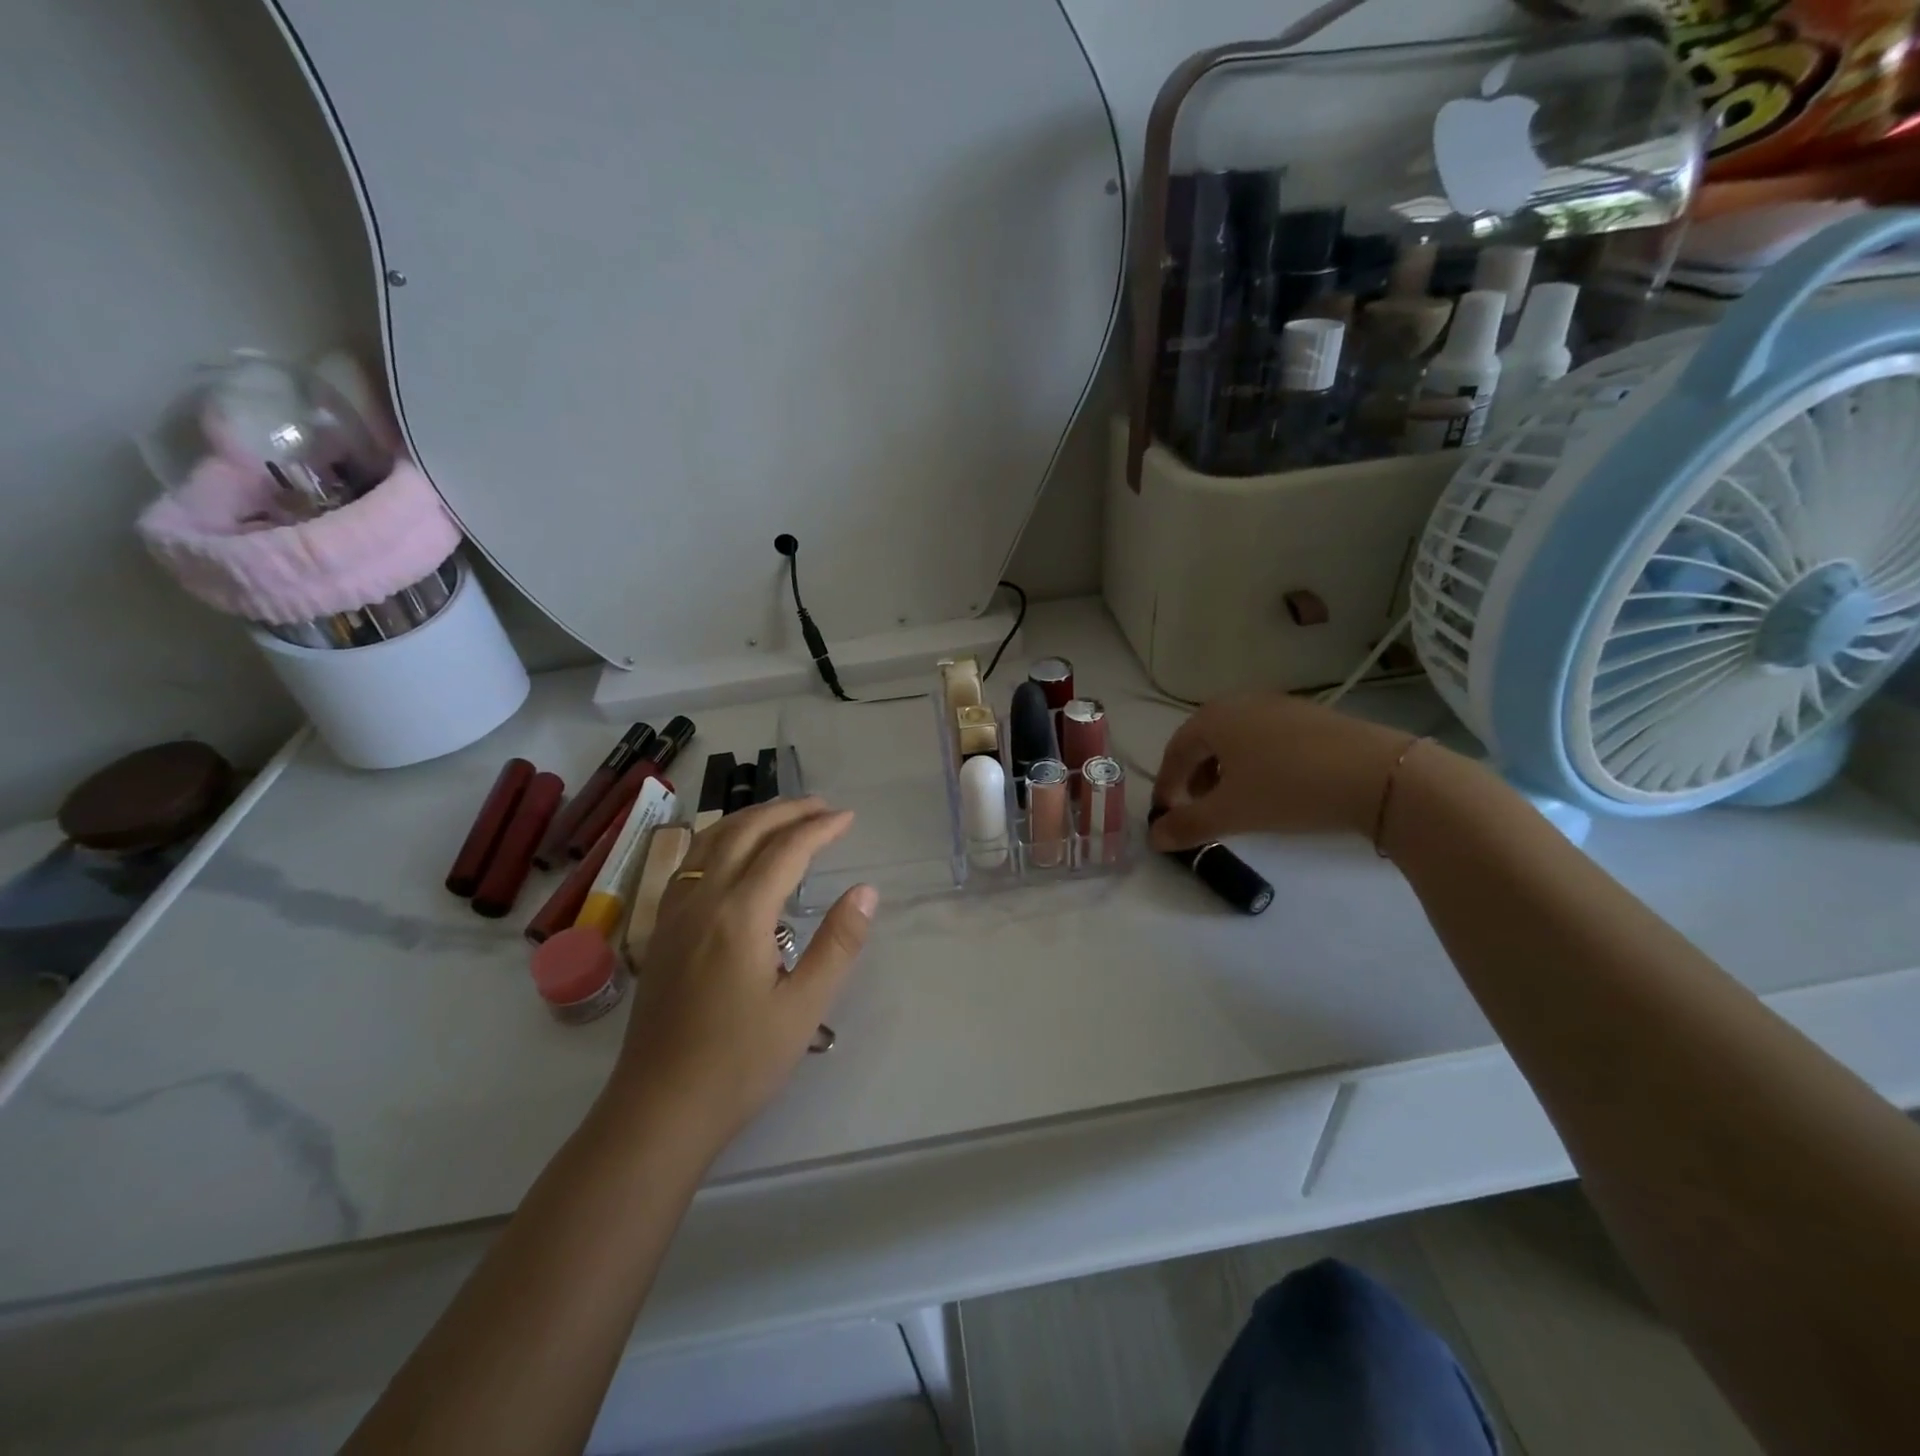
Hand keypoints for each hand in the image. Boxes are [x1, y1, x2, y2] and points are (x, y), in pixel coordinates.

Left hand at [613, 797, 876, 1146]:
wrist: (659, 1109)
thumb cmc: (739, 1063)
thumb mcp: (803, 1008)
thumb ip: (837, 943)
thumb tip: (865, 890)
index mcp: (739, 915)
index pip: (786, 851)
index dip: (820, 828)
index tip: (849, 818)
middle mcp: (702, 900)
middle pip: (744, 832)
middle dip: (786, 811)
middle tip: (823, 806)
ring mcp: (674, 913)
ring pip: (710, 841)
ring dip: (750, 818)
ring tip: (783, 816)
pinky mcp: (661, 931)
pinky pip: (690, 863)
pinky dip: (719, 840)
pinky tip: (732, 854)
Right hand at [1150, 693, 1413, 850]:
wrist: (1379, 775)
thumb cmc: (1288, 789)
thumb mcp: (1231, 813)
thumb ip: (1187, 825)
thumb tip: (1154, 838)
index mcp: (1213, 718)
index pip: (1175, 752)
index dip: (1166, 787)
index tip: (1167, 817)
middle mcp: (1241, 703)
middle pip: (1204, 743)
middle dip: (1195, 779)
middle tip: (1198, 811)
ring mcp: (1279, 706)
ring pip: (1236, 741)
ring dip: (1224, 773)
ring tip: (1235, 803)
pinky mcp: (1312, 717)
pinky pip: (1266, 740)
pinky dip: (1255, 765)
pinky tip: (1273, 789)